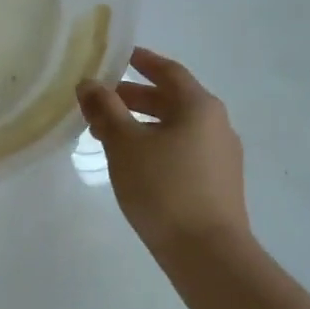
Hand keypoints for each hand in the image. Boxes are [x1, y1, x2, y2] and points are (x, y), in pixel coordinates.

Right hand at [77, 46, 250, 250]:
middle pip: (172, 100)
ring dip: (141, 124)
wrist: (207, 253)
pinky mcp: (217, 183)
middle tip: (101, 100)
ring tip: (107, 135)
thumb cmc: (164, 188)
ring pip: (175, 127)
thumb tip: (89, 84)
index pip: (168, 71)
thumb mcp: (124, 144)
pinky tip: (133, 163)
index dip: (142, 61)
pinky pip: (182, 150)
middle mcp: (216, 124)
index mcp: (199, 106)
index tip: (119, 55)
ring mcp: (221, 156)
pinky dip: (155, 145)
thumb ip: (105, 109)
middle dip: (134, 97)